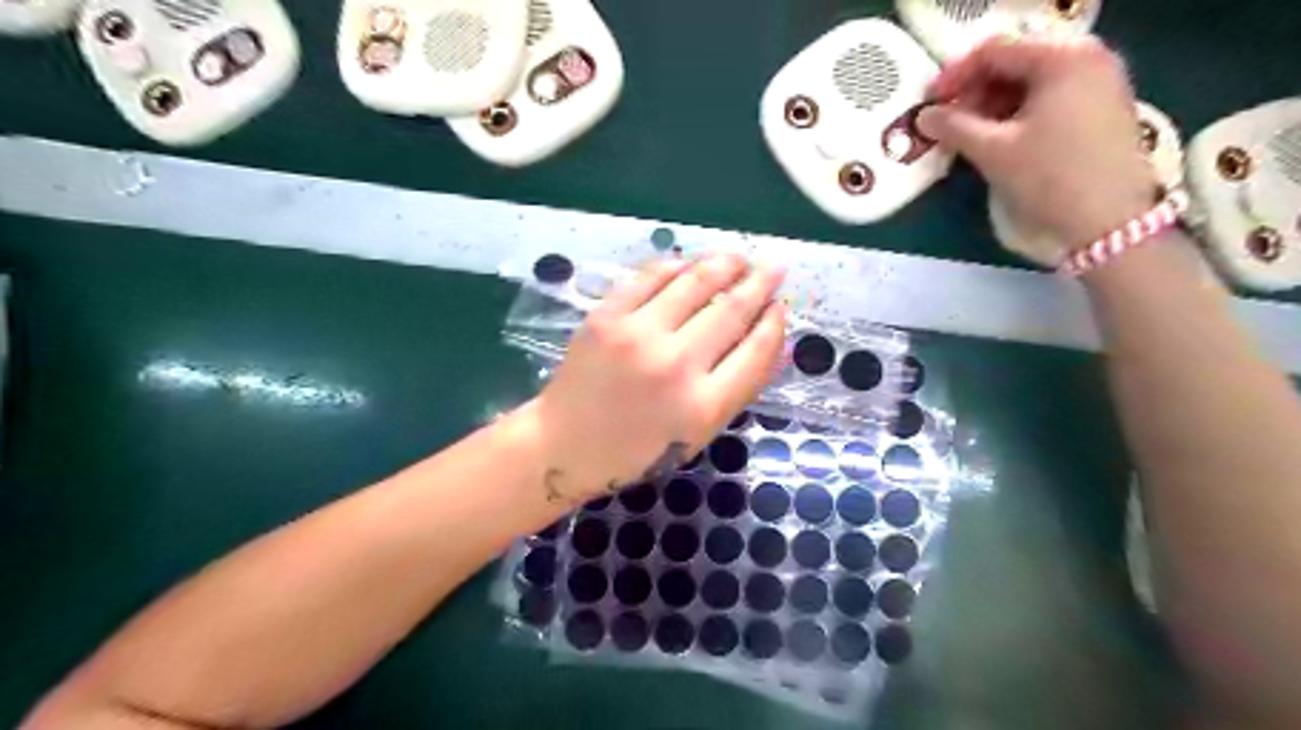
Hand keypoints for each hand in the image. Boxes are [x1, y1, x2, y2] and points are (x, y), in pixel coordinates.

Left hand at [532, 253, 785, 500]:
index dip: (774, 323)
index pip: (756, 350)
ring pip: (695, 283)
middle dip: (760, 283)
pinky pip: (651, 277)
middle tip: (774, 266)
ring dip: (724, 265)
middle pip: (732, 310)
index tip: (779, 307)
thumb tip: (767, 337)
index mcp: (703, 405)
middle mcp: (676, 365)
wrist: (565, 444)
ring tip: (739, 259)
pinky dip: (677, 266)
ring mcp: (638, 336)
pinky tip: (690, 265)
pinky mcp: (607, 317)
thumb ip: (735, 389)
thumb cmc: (637, 450)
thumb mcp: (697, 435)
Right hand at [914, 36, 1157, 261]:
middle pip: (1015, 62)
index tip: (929, 104)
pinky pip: (1050, 98)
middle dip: (974, 92)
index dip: (954, 75)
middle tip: (947, 123)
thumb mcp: (993, 150)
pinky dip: (1018, 114)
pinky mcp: (1103, 108)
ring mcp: (1101, 82)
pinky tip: (999, 140)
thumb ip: (953, 127)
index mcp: (1062, 57)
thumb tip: (923, 117)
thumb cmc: (1049, 177)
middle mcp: (1087, 57)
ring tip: (969, 136)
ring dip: (993, 105)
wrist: (1108, 222)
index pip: (994, 51)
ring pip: (1032, 82)